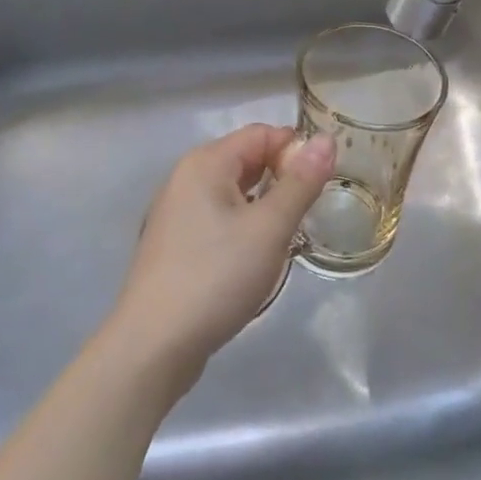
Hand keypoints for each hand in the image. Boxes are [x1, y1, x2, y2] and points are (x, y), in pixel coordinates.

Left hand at [109, 125, 334, 379]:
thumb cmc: (216, 276)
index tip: (324, 182)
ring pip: (233, 191)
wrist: (153, 345)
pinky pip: (218, 217)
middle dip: (282, 177)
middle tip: (312, 210)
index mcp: (206, 163)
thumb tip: (327, 139)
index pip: (262, 133)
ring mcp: (176, 212)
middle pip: (246, 159)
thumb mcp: (269, 228)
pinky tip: (257, 255)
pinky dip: (243, 224)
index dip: (296, 149)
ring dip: (265, 204)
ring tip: (291, 233)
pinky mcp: (174, 244)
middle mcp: (186, 178)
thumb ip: (301, 182)